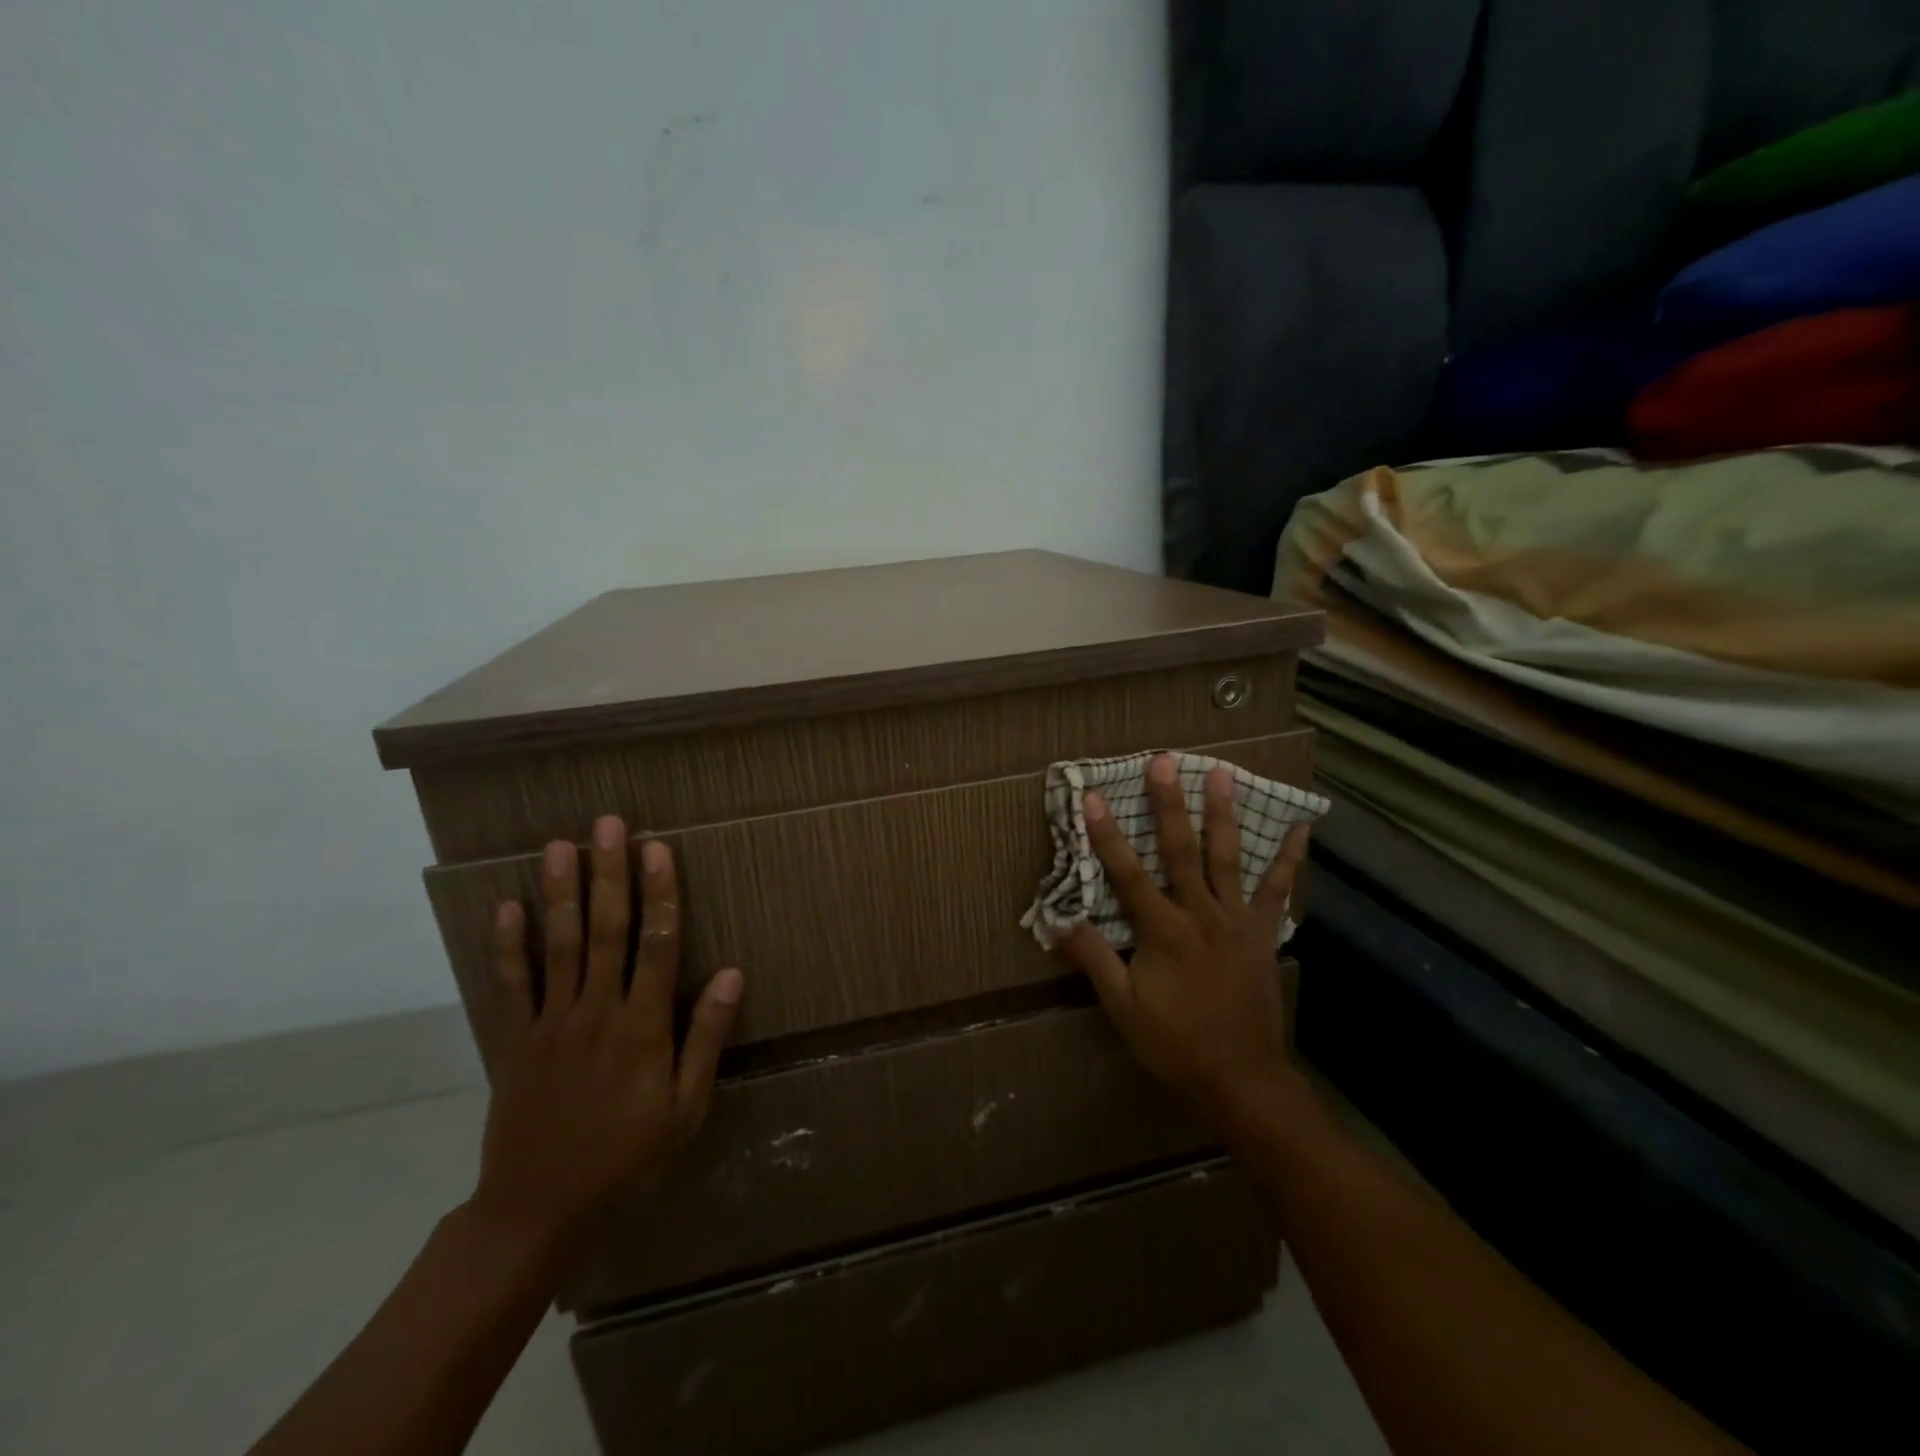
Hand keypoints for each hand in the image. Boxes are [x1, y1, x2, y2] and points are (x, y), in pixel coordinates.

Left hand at [470, 816, 743, 1251]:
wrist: (540, 1208)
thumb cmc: (627, 1155)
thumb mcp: (685, 1107)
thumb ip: (706, 1037)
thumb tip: (734, 974)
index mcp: (643, 1027)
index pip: (658, 945)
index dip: (660, 894)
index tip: (659, 849)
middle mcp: (597, 1012)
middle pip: (606, 931)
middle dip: (610, 875)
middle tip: (610, 825)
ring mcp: (551, 1023)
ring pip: (559, 946)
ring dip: (562, 893)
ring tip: (562, 845)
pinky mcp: (515, 1040)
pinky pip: (511, 985)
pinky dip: (508, 945)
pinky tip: (508, 905)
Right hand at [1054, 754, 1309, 1121]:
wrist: (1241, 1078)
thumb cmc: (1175, 1043)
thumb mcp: (1123, 1007)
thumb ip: (1094, 959)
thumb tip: (1057, 920)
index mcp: (1162, 932)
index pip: (1127, 874)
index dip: (1108, 835)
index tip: (1095, 797)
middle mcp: (1200, 915)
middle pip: (1181, 850)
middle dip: (1169, 804)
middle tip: (1164, 761)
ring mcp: (1236, 921)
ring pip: (1228, 858)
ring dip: (1223, 813)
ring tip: (1222, 772)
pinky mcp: (1263, 933)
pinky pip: (1278, 890)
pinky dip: (1289, 858)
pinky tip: (1300, 828)